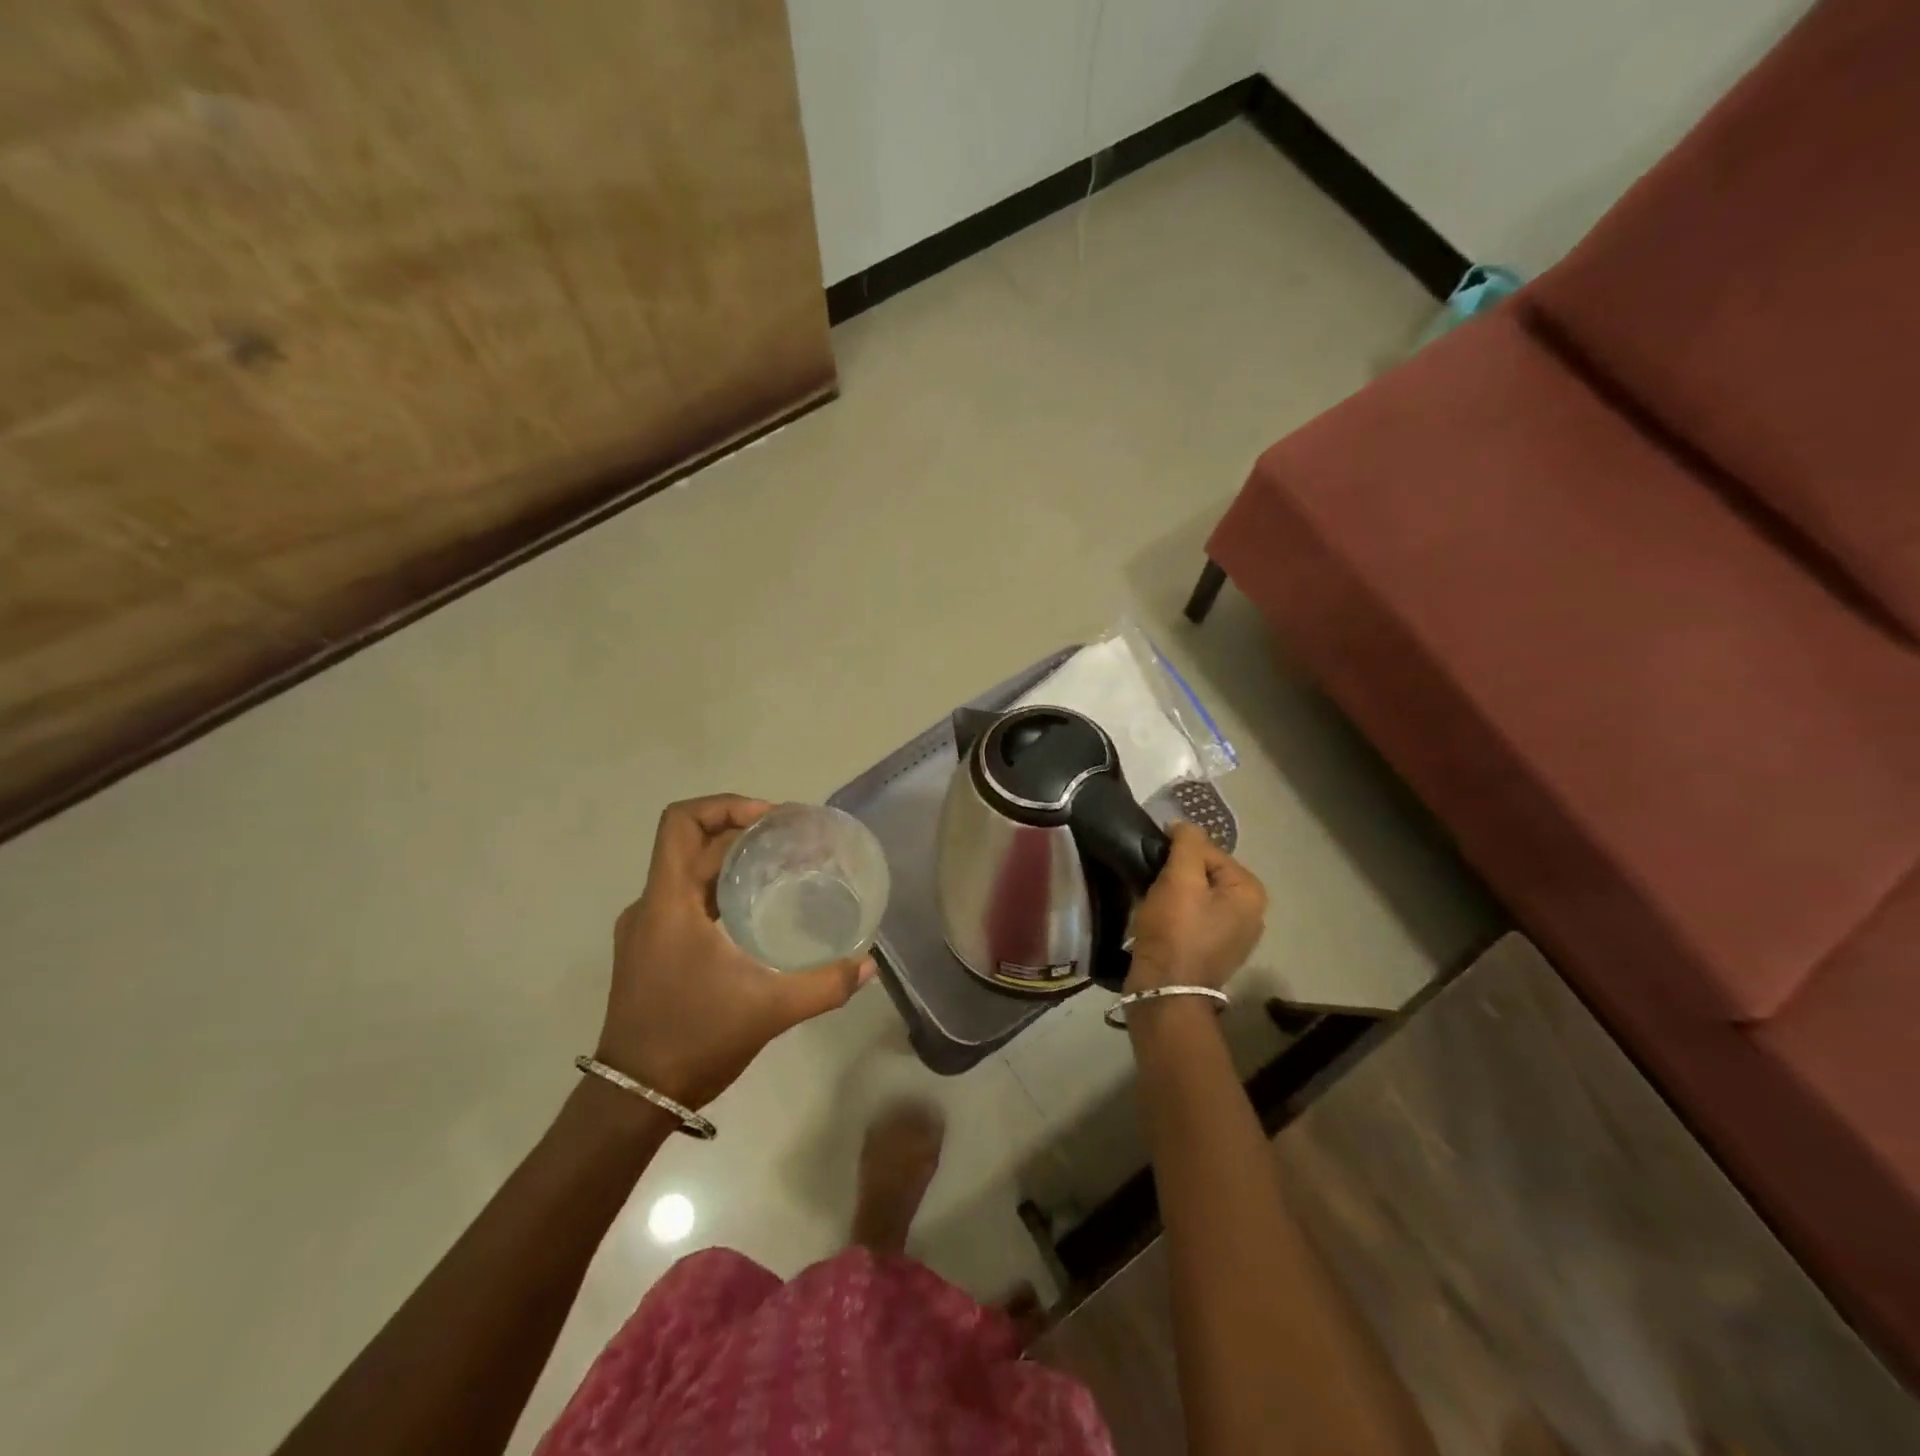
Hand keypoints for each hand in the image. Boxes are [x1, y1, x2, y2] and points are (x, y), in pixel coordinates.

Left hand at [595, 795, 875, 1107]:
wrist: (633, 1098)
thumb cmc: (693, 1040)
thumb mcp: (768, 1010)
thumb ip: (823, 985)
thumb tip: (868, 966)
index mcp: (668, 903)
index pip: (681, 822)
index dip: (726, 805)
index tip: (771, 819)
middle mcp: (651, 905)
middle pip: (693, 844)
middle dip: (743, 833)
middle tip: (793, 842)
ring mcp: (647, 929)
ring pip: (690, 873)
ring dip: (732, 862)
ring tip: (783, 869)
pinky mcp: (651, 951)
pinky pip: (686, 900)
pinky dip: (721, 891)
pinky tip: (756, 913)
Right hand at [1126, 822, 1267, 991]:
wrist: (1165, 992)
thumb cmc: (1176, 931)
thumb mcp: (1181, 878)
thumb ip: (1187, 843)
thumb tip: (1183, 825)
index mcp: (1250, 891)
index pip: (1209, 850)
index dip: (1177, 851)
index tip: (1153, 862)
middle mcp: (1251, 912)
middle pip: (1204, 872)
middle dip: (1176, 873)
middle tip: (1150, 882)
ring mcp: (1234, 935)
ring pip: (1196, 895)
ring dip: (1173, 893)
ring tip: (1150, 901)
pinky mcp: (1213, 951)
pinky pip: (1193, 917)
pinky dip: (1175, 913)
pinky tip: (1157, 920)